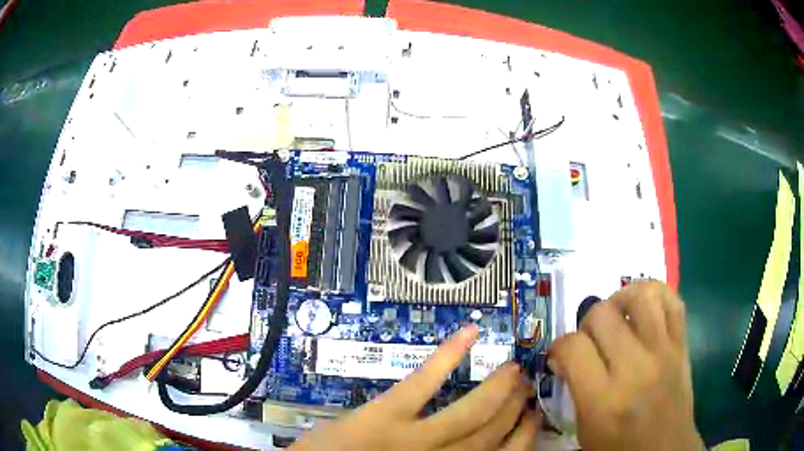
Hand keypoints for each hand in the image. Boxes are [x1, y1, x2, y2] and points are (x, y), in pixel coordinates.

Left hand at [291, 324, 541, 450]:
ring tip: (513, 367)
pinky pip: (423, 383)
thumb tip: (472, 447)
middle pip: (491, 432)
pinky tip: (468, 333)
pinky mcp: (384, 416)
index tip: (535, 417)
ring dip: (497, 388)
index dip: (524, 436)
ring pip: (471, 412)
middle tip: (526, 383)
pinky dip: (448, 356)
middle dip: (514, 407)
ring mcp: (414, 439)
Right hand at [549, 282, 702, 450]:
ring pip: (639, 296)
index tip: (561, 357)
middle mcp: (636, 369)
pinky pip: (672, 300)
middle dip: (586, 324)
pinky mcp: (682, 345)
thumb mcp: (585, 430)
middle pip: (602, 314)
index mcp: (604, 401)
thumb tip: (564, 355)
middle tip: (589, 342)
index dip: (559, 347)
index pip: (573, 347)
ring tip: (616, 318)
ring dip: (620, 300)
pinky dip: (655, 294)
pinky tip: (643, 309)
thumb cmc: (619, 449)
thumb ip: (573, 389)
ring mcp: (664, 352)